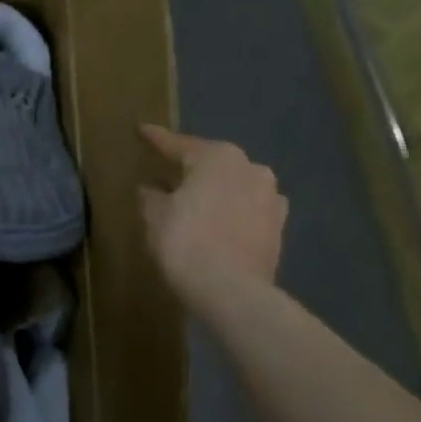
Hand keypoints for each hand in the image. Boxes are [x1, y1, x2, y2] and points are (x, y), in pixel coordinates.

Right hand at [139, 125, 286, 298]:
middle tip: (169, 169)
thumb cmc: (186, 243)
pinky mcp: (279, 227)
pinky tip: (220, 222)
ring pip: (234, 185)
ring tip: (196, 200)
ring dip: (216, 190)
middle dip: (192, 166)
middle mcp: (250, 168)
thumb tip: (150, 188)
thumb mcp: (155, 216)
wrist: (232, 292)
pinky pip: (248, 209)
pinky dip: (233, 211)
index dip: (156, 139)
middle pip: (212, 162)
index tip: (141, 130)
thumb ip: (151, 196)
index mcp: (217, 157)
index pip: (178, 144)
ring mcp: (271, 197)